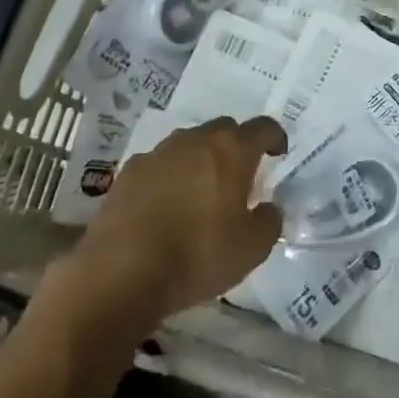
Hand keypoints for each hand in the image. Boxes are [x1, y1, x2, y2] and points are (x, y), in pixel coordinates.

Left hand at [69, 116, 286, 329]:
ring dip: (200, 159)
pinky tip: (164, 205)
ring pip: (189, 144)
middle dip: (236, 146)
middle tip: (238, 176)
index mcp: (232, 150)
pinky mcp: (129, 170)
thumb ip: (269, 221)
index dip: (274, 137)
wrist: (121, 270)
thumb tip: (268, 207)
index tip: (277, 153)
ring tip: (199, 191)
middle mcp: (196, 140)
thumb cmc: (197, 255)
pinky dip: (168, 176)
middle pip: (224, 129)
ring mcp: (159, 152)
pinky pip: (159, 164)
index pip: (263, 127)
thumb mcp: (251, 249)